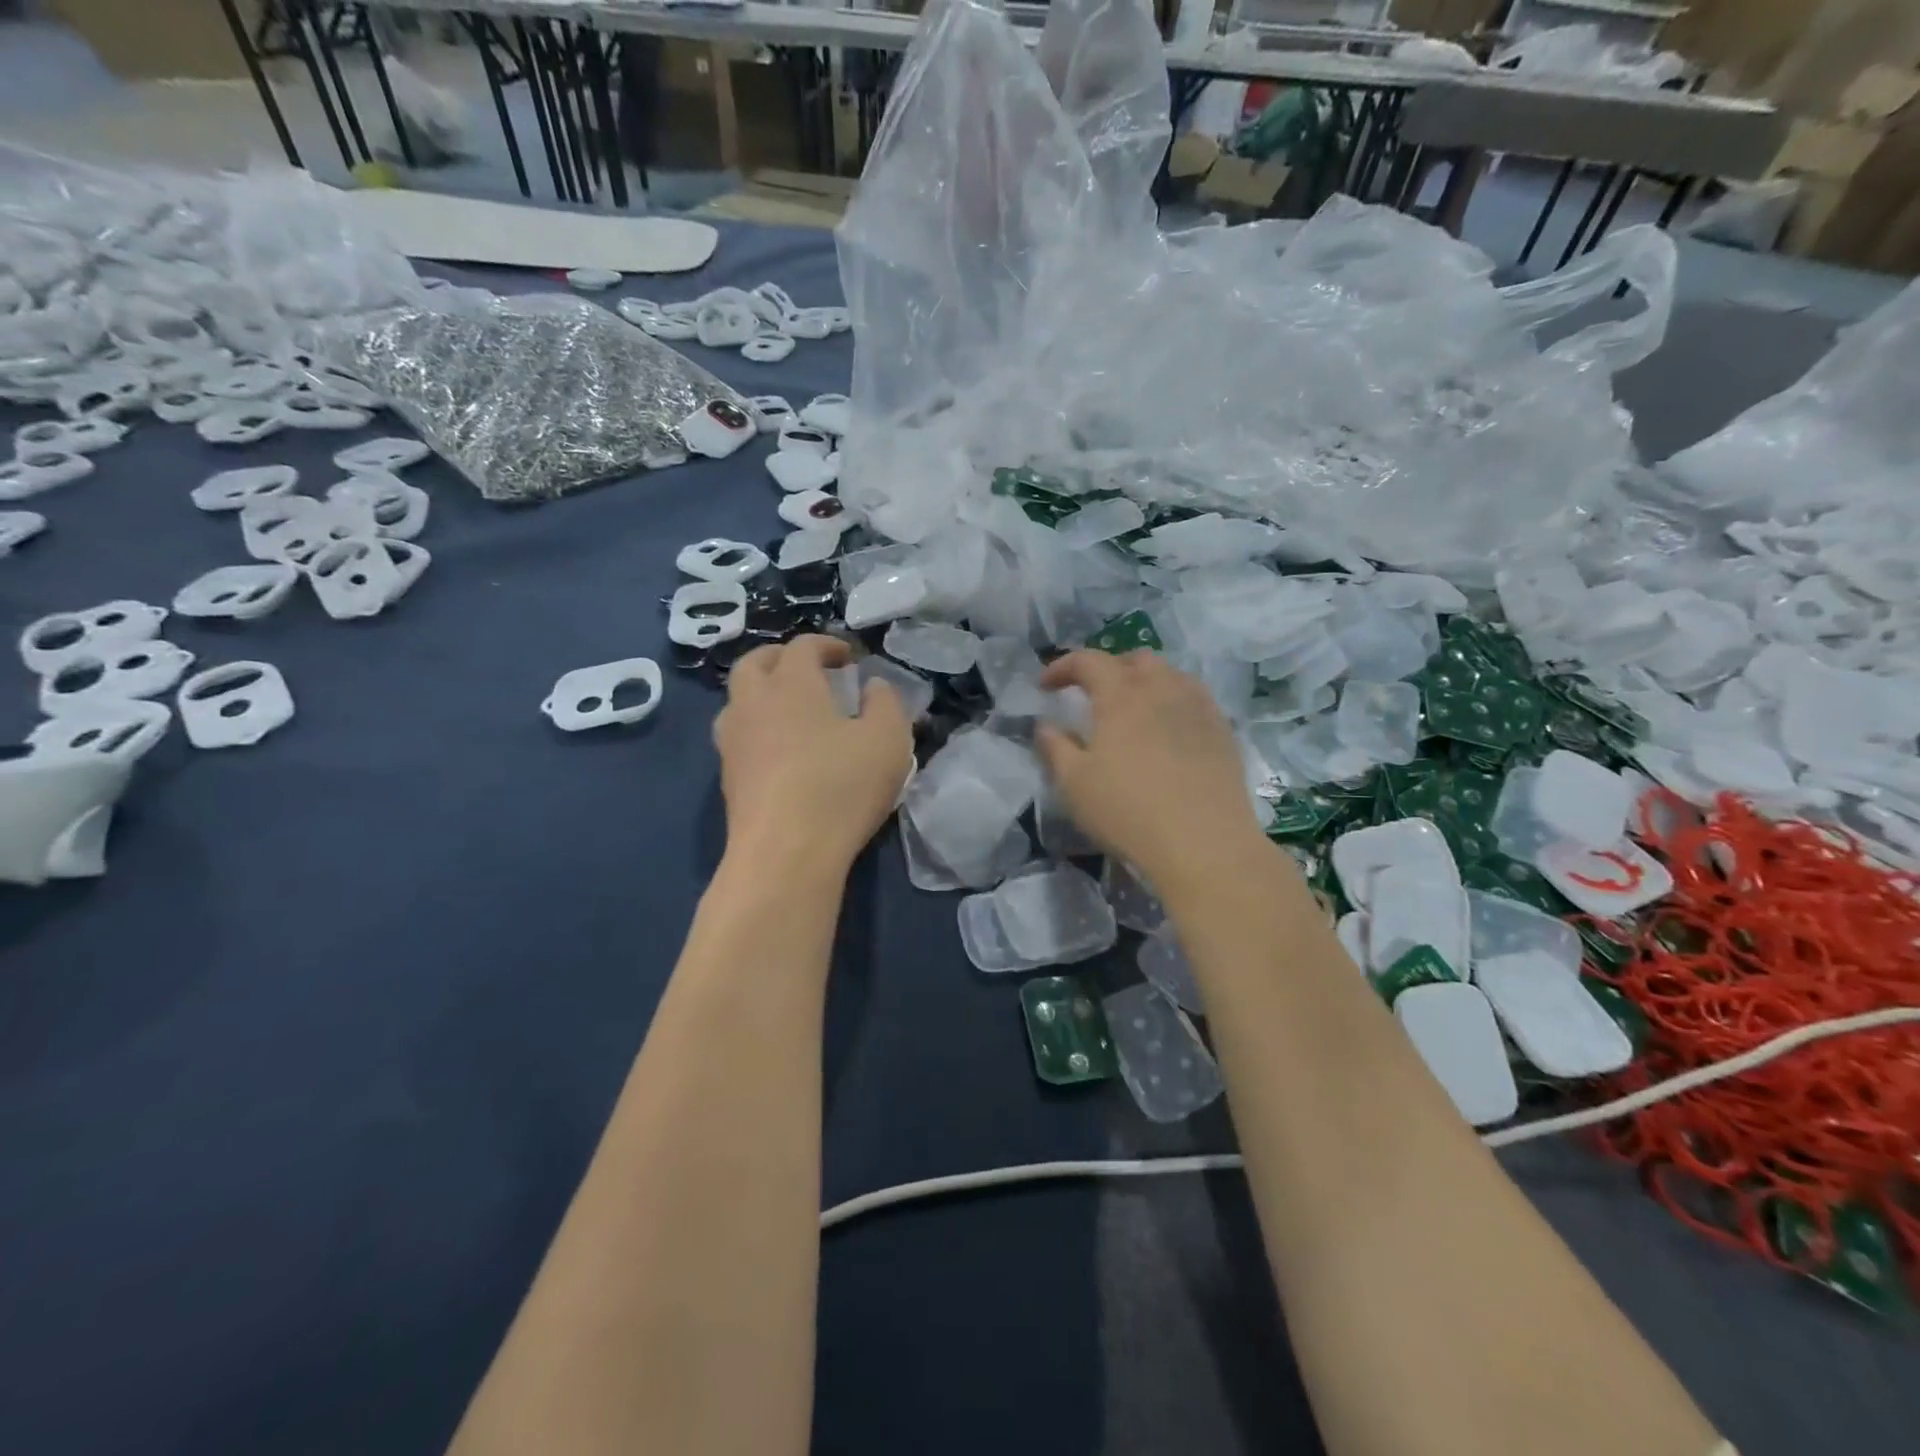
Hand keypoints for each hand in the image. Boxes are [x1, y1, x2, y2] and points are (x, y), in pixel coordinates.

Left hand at [713, 635, 912, 875]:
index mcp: (791, 684)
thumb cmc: (841, 786)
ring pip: (738, 700)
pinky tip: (781, 751)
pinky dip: (758, 728)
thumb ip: (886, 703)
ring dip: (762, 693)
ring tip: (791, 710)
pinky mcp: (727, 777)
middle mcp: (753, 703)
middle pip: (754, 663)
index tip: (850, 658)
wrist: (785, 852)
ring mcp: (733, 741)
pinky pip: (738, 736)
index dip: (828, 645)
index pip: (803, 646)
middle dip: (782, 658)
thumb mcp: (888, 740)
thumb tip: (873, 687)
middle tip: (810, 671)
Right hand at [1035, 650, 1266, 897]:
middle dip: (1108, 668)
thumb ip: (1055, 747)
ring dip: (1144, 682)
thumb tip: (1046, 725)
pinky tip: (1167, 730)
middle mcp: (1163, 689)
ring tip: (1133, 709)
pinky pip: (1194, 699)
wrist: (1203, 844)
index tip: (1045, 685)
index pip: (1088, 661)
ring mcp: (1199, 708)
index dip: (1062, 666)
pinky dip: (1173, 701)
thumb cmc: (1128, 811)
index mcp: (1122, 695)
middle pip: (1135, 659)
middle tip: (1092, 694)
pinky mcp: (1223, 731)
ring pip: (1170, 675)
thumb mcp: (1074, 784)